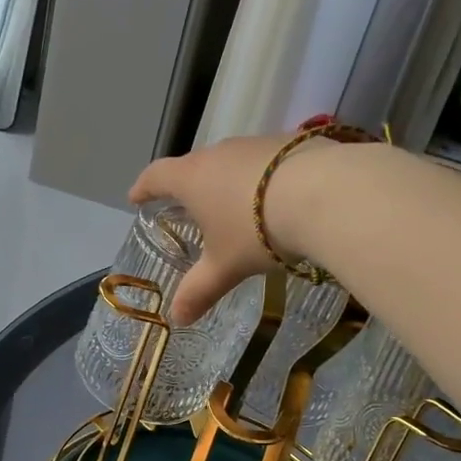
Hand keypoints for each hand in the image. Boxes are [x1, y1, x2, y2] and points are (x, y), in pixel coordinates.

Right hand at [129, 135, 302, 324]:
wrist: (325, 193)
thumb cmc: (258, 230)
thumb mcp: (226, 266)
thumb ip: (200, 290)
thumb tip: (177, 318)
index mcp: (193, 178)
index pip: (157, 176)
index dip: (144, 187)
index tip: (136, 197)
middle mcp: (220, 152)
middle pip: (195, 165)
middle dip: (190, 185)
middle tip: (192, 206)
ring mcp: (257, 143)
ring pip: (233, 161)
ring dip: (230, 180)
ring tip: (239, 205)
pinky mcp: (292, 141)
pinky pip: (268, 161)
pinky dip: (265, 178)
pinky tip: (281, 197)